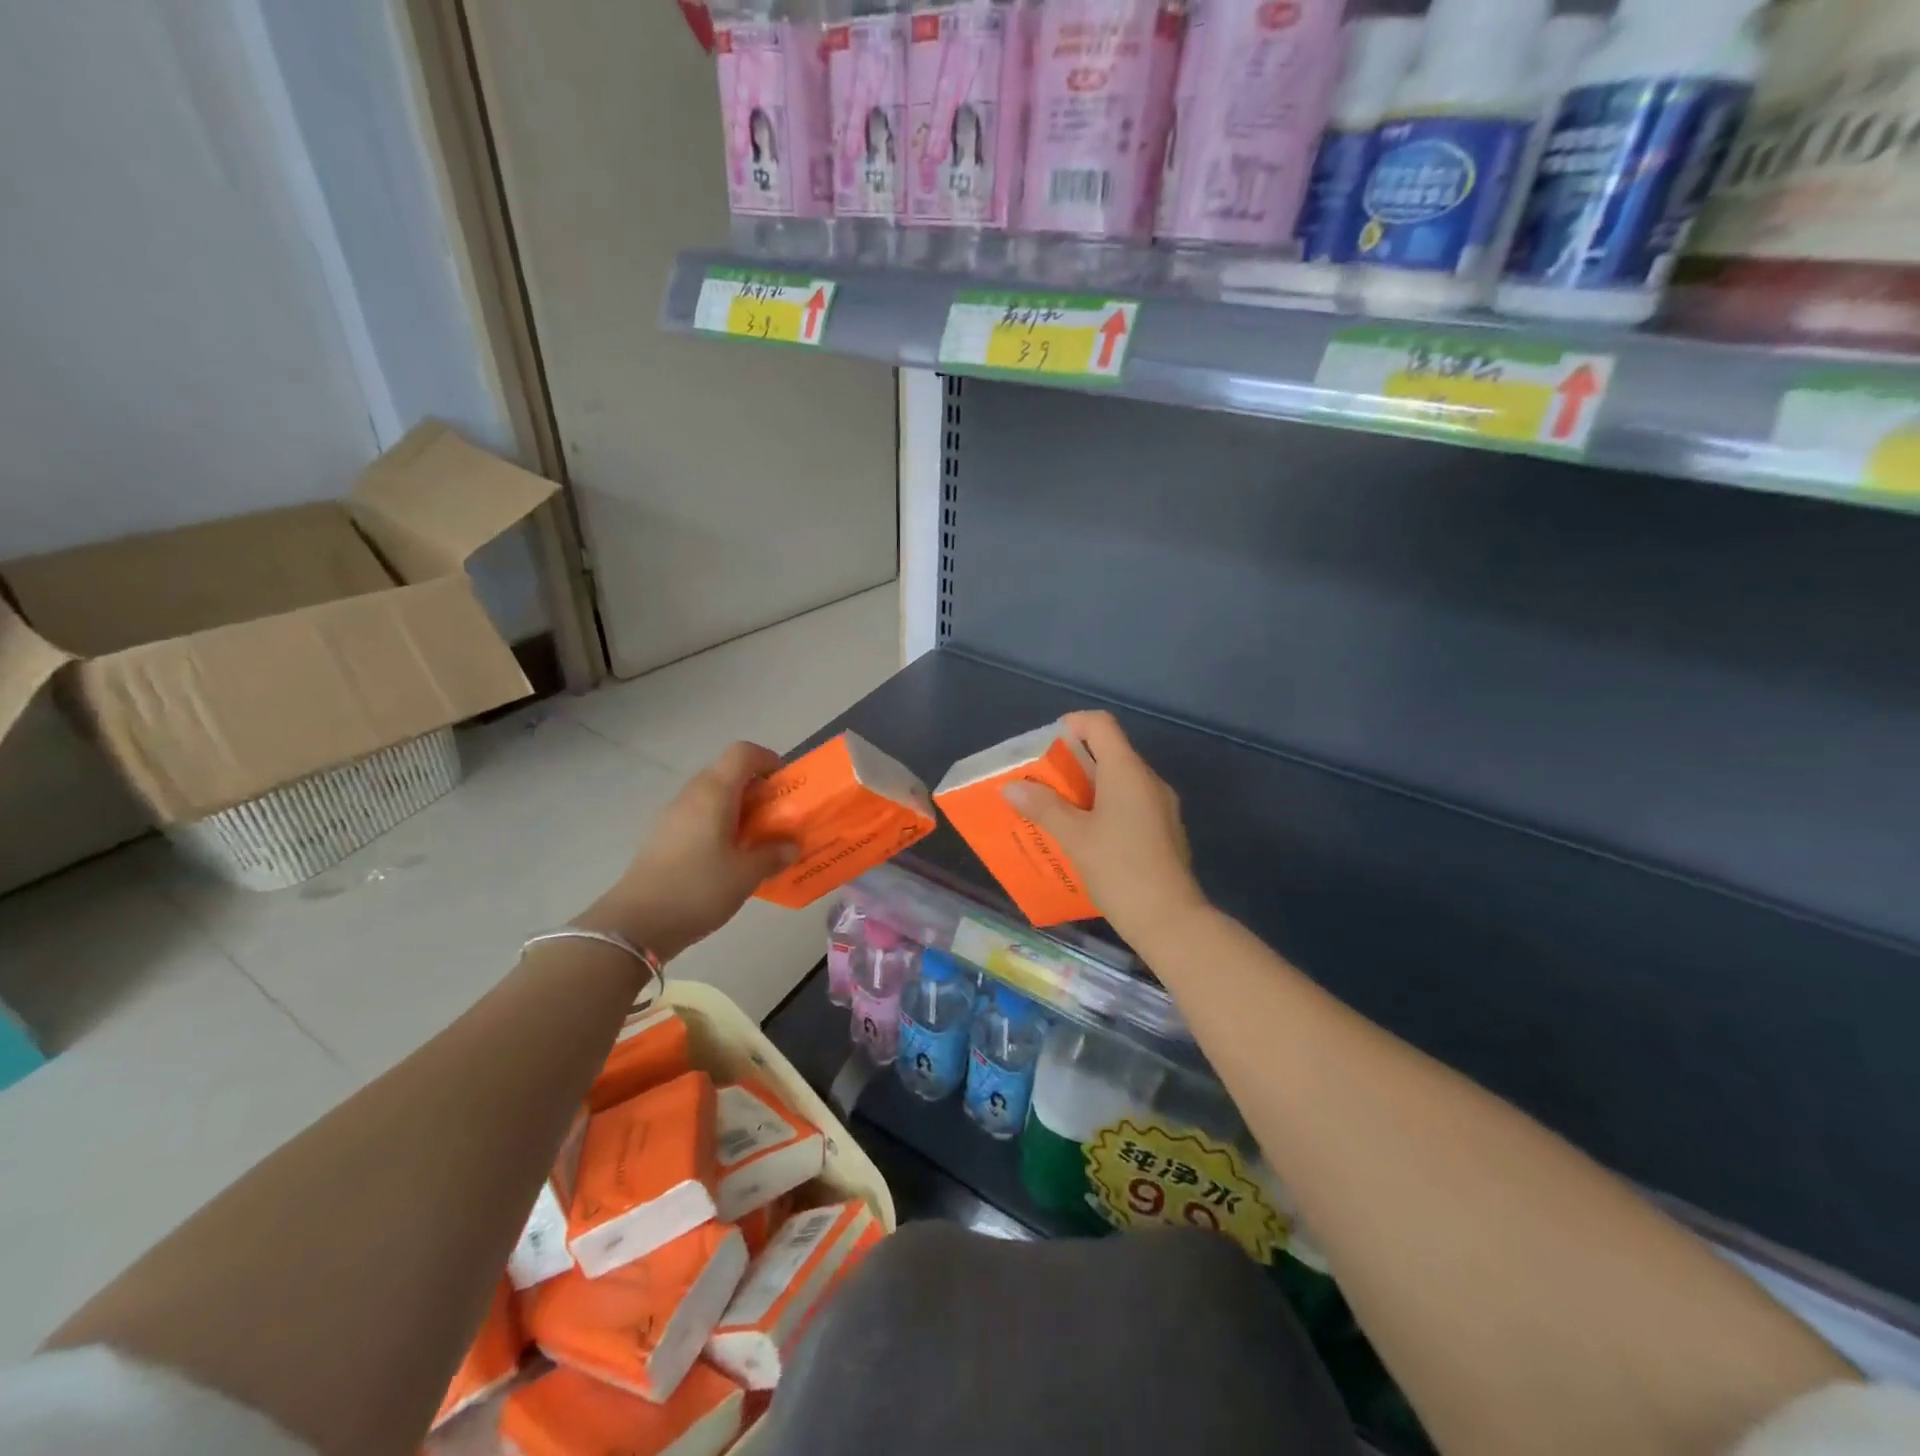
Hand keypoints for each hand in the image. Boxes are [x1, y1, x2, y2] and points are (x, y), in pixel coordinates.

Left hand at [577, 742, 796, 960]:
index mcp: (715, 793)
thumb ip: (773, 855)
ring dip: (736, 809)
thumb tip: (790, 846)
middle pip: (726, 773)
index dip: (768, 760)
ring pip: (710, 797)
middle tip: (776, 817)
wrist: (635, 924)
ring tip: (754, 841)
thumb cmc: (698, 889)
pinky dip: (717, 826)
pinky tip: (725, 859)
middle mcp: (691, 795)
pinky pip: (696, 817)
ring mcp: (671, 815)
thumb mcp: (746, 875)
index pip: (743, 753)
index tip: (784, 785)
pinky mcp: (660, 837)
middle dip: (755, 789)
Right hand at [1002, 710, 1207, 948]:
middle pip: (1109, 751)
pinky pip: (1130, 803)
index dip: (1071, 725)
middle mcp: (1148, 780)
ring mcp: (1161, 805)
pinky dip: (1105, 807)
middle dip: (1072, 763)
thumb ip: (1043, 807)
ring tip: (1057, 811)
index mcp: (1127, 772)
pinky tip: (1086, 836)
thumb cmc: (1119, 869)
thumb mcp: (1074, 837)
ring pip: (1120, 780)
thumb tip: (1012, 787)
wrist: (1170, 919)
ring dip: (1087, 788)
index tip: (1045, 747)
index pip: (1100, 724)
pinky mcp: (1164, 829)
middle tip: (1042, 783)